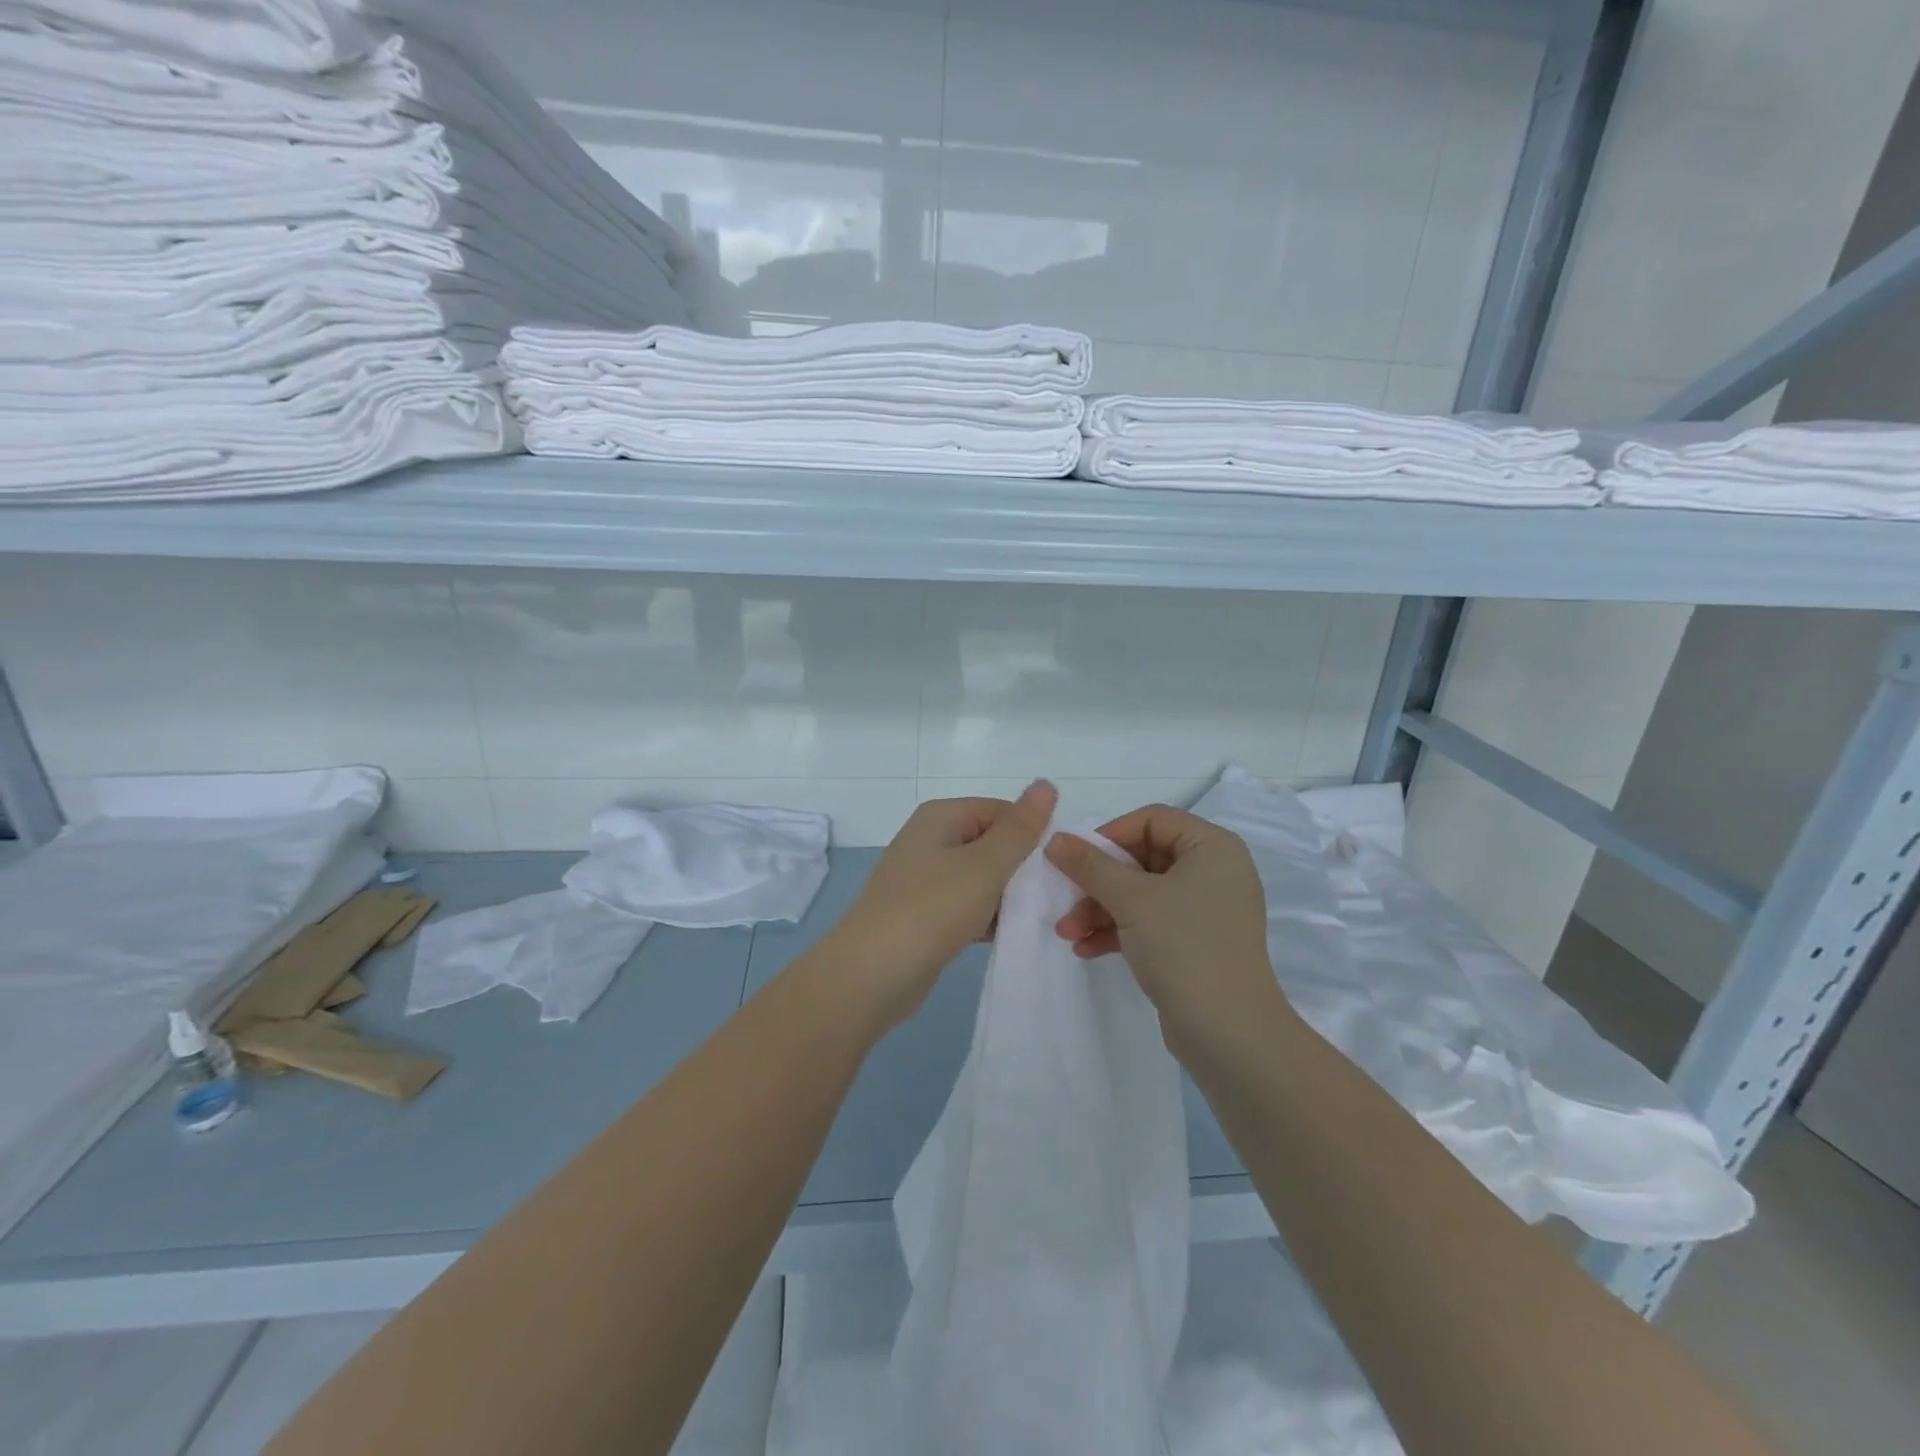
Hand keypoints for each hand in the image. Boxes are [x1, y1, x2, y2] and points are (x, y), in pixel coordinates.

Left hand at [830, 781, 1057, 1028]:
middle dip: (1023, 867)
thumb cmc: (931, 909)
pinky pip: (968, 905)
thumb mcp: (984, 865)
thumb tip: (1046, 784)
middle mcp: (931, 840)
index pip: (1002, 811)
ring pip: (982, 877)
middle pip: (992, 843)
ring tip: (1040, 917)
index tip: (1062, 865)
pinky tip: (1012, 935)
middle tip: (1057, 895)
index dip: (1033, 833)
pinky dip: (989, 917)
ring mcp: (925, 878)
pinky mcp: (926, 914)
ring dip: (1009, 895)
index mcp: (941, 816)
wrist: (871, 975)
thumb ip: (1019, 829)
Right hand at [1045, 805, 1293, 1058]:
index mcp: (1211, 847)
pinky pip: (1149, 922)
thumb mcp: (1131, 900)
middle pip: (1142, 858)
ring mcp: (1205, 910)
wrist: (1230, 1035)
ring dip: (1100, 909)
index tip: (1076, 858)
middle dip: (1098, 881)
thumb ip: (1090, 865)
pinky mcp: (1194, 943)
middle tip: (1065, 899)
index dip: (1110, 834)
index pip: (1151, 820)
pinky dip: (1118, 930)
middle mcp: (1213, 871)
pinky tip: (1085, 948)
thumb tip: (1055, 838)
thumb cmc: (1185, 948)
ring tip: (1066, 932)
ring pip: (1141, 893)